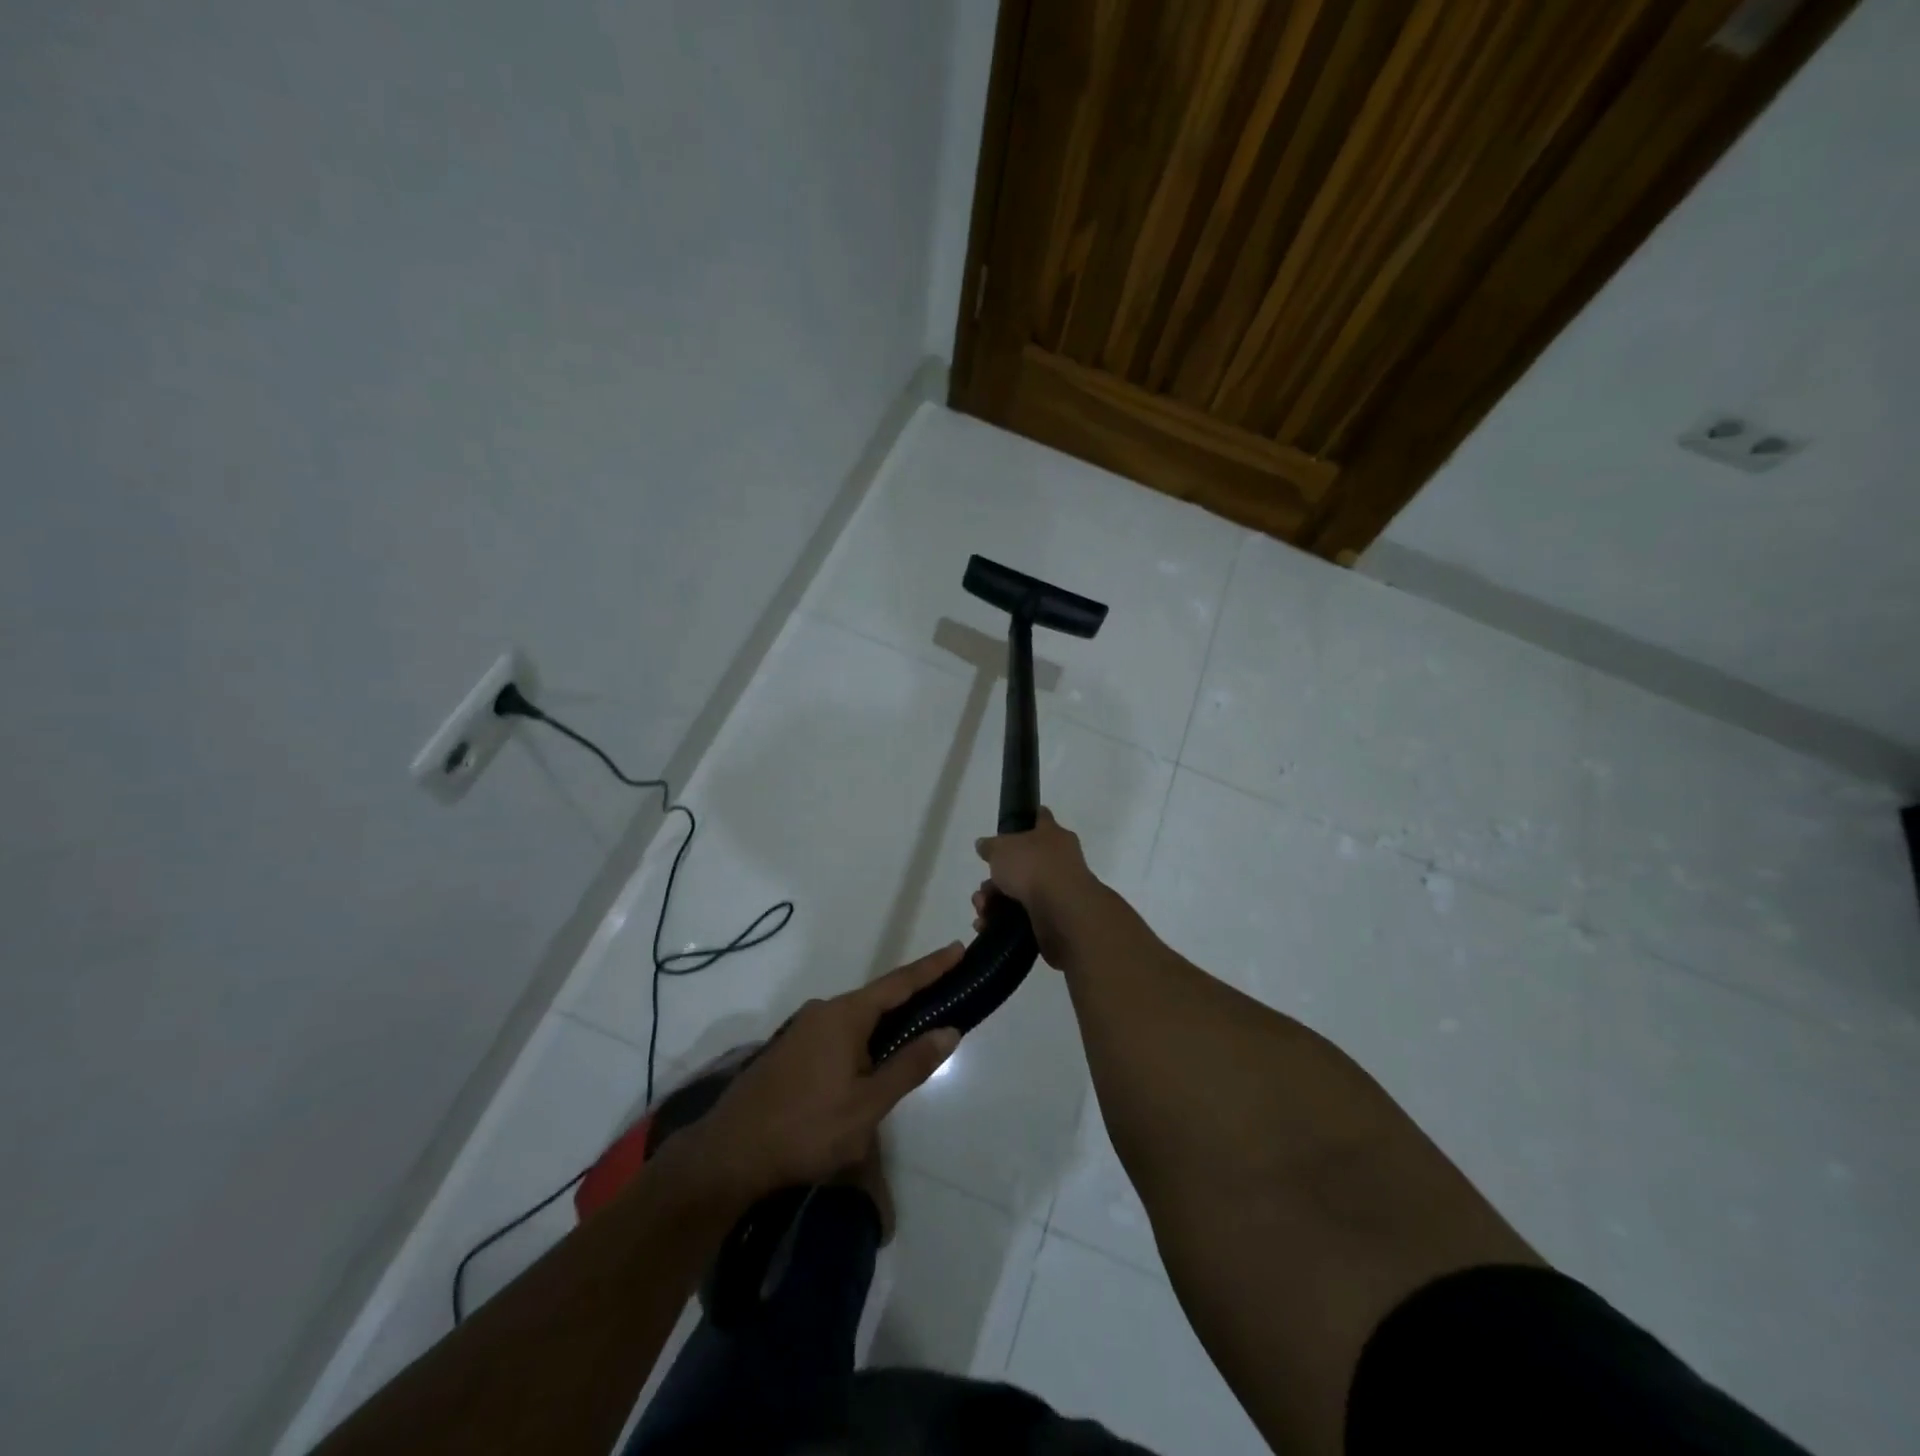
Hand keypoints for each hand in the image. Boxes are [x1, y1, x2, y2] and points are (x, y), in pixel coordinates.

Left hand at [685, 944, 963, 1201]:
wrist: (730, 1154)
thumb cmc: (806, 1128)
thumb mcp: (868, 1104)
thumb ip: (910, 1065)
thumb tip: (949, 1030)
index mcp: (845, 1015)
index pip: (899, 983)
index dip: (932, 967)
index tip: (958, 948)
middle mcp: (823, 1010)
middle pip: (878, 999)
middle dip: (912, 998)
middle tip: (946, 999)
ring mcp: (803, 1029)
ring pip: (856, 1019)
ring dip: (886, 1024)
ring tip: (914, 1038)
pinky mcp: (790, 1050)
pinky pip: (838, 1033)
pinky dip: (863, 1039)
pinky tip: (870, 1064)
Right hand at [973, 807, 1102, 967]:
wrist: (1062, 912)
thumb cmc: (1034, 867)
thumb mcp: (1002, 848)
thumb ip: (990, 846)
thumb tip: (984, 845)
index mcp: (1052, 836)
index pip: (1039, 819)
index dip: (1022, 822)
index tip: (1003, 832)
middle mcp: (1058, 861)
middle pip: (1020, 864)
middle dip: (995, 879)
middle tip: (983, 889)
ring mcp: (1056, 892)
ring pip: (1017, 893)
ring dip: (993, 902)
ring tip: (982, 911)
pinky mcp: (1051, 919)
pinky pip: (1020, 918)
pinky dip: (1001, 922)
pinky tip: (986, 925)